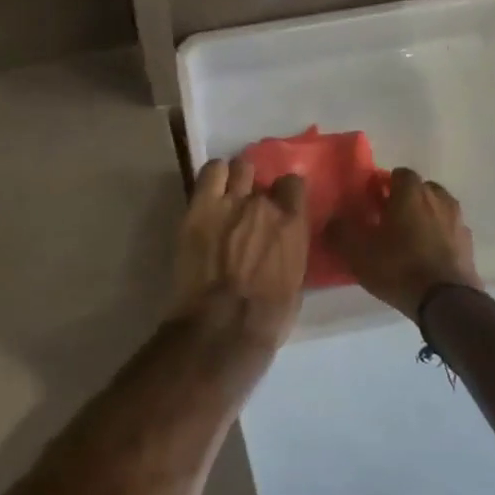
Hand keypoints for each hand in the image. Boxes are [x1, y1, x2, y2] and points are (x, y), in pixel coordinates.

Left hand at [171, 158, 309, 348]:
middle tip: (249, 207)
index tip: (280, 204)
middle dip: (257, 188)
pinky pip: (210, 172)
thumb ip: (290, 252)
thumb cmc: (266, 318)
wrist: (221, 327)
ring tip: (228, 195)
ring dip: (235, 179)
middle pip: (263, 176)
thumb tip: (283, 245)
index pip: (294, 184)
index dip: (286, 193)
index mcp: (293, 224)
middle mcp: (264, 204)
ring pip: (238, 167)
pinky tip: (211, 190)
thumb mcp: (294, 284)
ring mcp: (230, 201)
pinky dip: (213, 176)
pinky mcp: (200, 206)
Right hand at [327, 167, 480, 321]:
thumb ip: (340, 230)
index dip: (384, 186)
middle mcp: (438, 198)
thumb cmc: (398, 266)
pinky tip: (426, 257)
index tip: (372, 203)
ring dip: (424, 218)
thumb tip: (332, 219)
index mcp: (411, 192)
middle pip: (420, 190)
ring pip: (437, 209)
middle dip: (405, 200)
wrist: (446, 301)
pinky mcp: (469, 244)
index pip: (398, 174)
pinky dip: (438, 237)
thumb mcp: (358, 251)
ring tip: (408, 240)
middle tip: (388, 221)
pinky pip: (448, 232)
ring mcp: (457, 220)